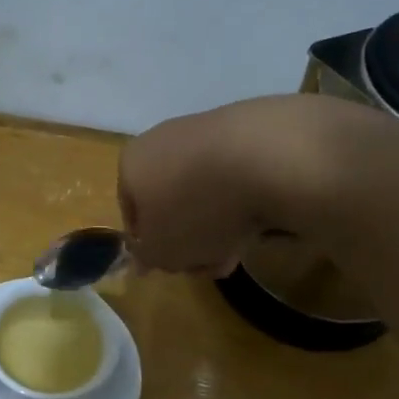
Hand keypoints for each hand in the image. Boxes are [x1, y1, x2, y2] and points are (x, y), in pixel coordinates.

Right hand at [117, 96, 336, 274]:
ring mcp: (207, 132)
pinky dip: (244, 202)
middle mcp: (163, 141)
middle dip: (190, 240)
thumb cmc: (195, 209)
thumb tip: (143, 258)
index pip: (131, 213)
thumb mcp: (161, 251)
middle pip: (171, 204)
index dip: (151, 247)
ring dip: (218, 226)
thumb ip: (148, 257)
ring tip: (240, 249)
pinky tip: (262, 220)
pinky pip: (236, 178)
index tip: (173, 267)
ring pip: (205, 194)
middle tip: (210, 265)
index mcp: (131, 164)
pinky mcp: (249, 130)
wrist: (266, 157)